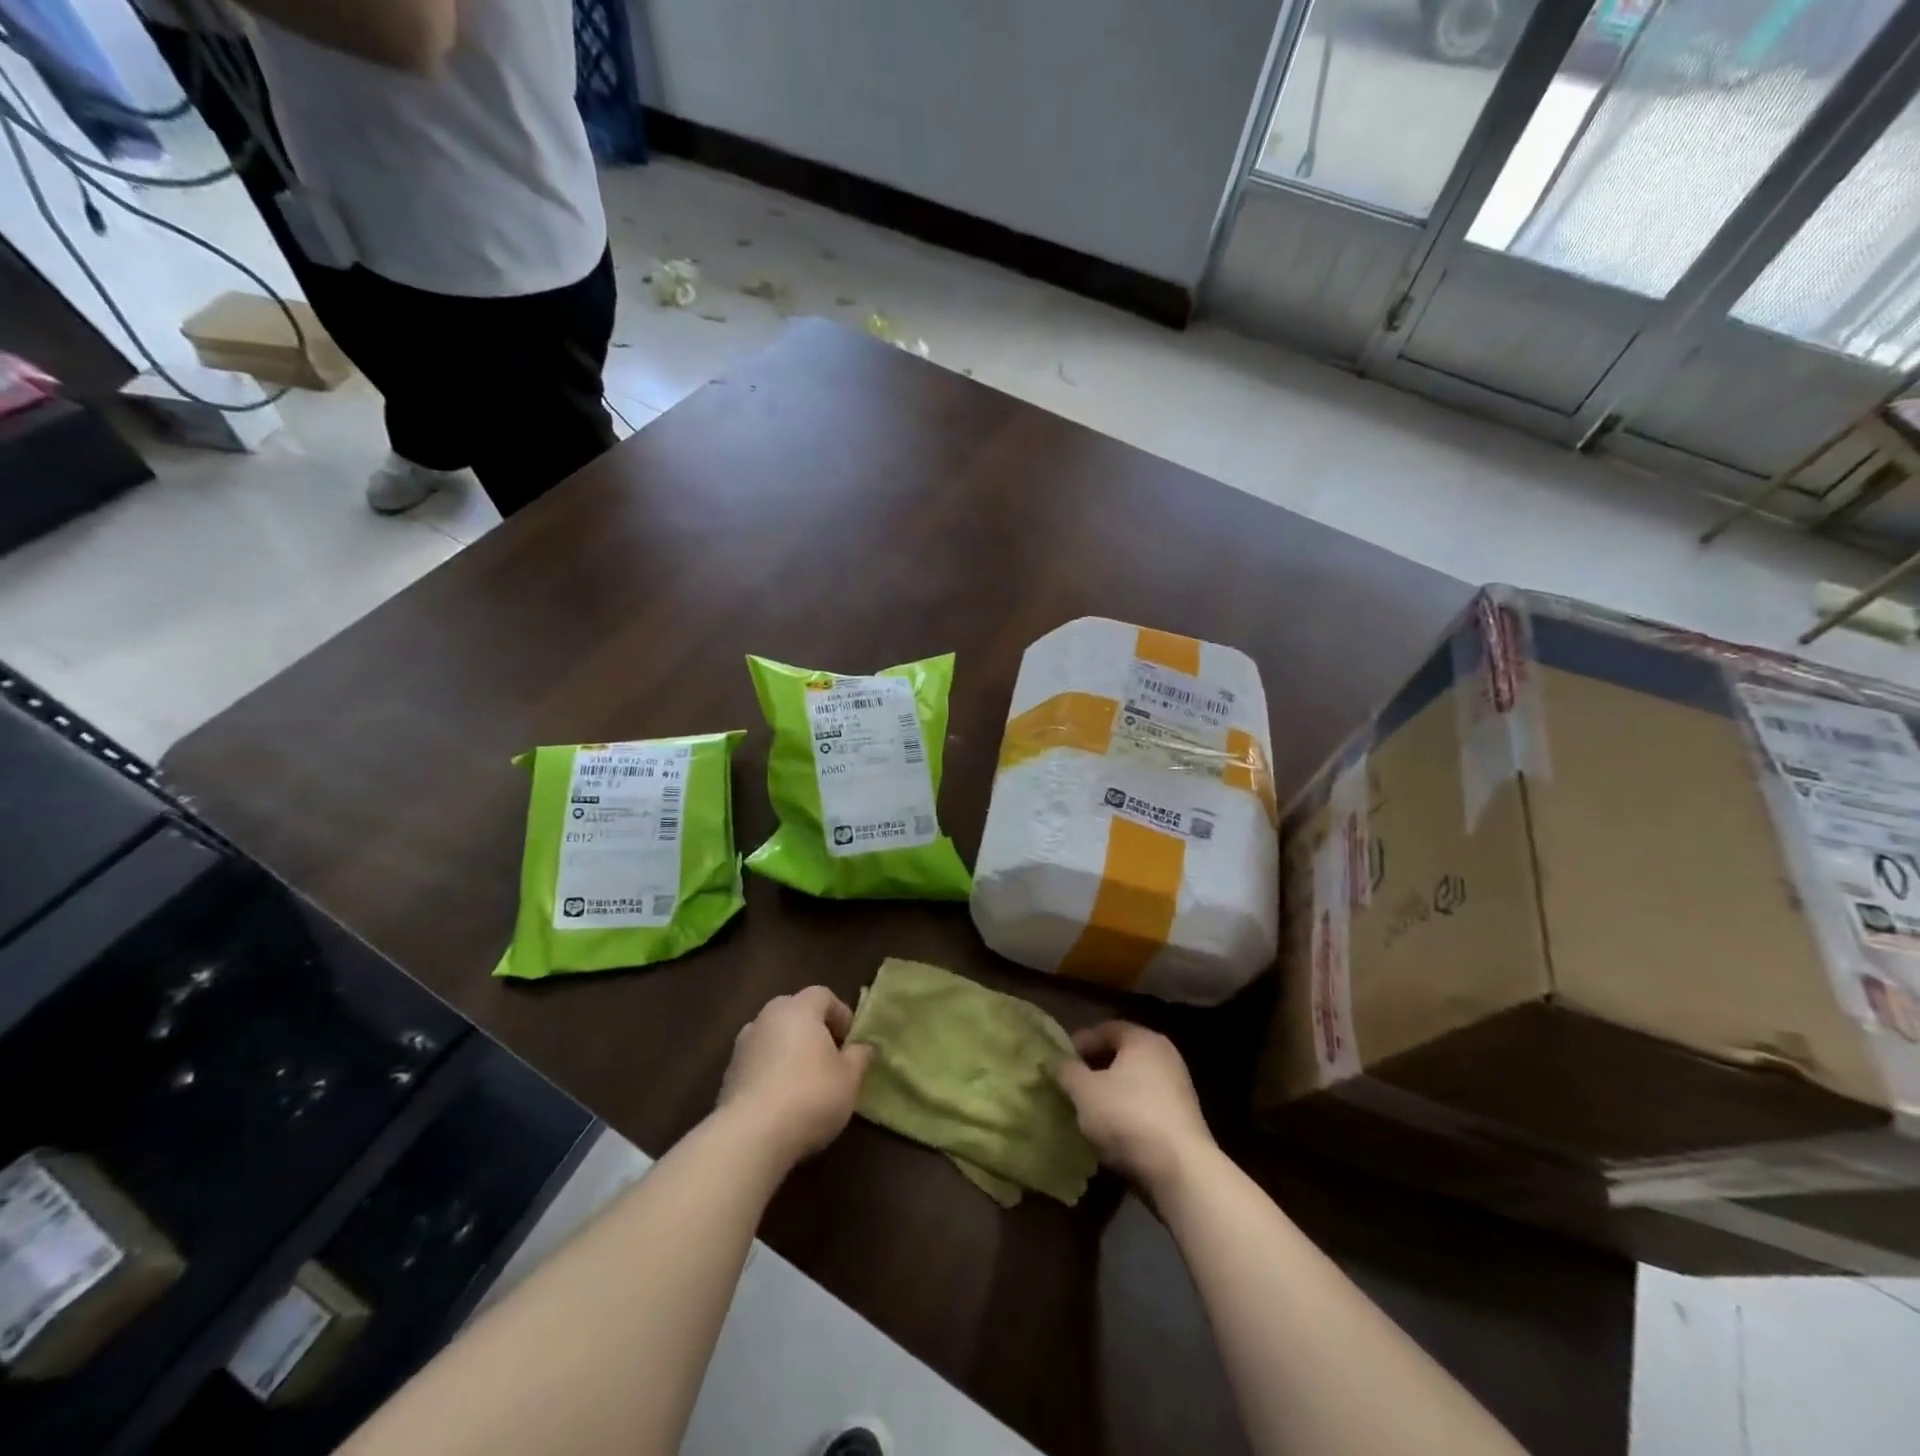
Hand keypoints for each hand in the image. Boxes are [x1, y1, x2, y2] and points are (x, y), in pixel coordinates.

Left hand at [718, 987, 872, 1165]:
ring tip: (803, 1080)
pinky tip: (780, 1101)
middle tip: (828, 1056)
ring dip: (788, 1050)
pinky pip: (756, 1062)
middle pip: (793, 1011)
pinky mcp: (728, 1075)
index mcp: (798, 1010)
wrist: (750, 1136)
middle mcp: (767, 1018)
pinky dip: (769, 1072)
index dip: (840, 1013)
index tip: (851, 1041)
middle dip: (812, 1029)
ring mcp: (742, 1046)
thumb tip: (863, 1046)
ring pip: (772, 1037)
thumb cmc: (810, 1096)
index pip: (822, 995)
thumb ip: (859, 1056)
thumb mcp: (849, 1078)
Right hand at [1055, 1022, 1215, 1194]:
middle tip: (1070, 1085)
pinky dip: (1126, 1113)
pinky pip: (1145, 1106)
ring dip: (1109, 1094)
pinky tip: (1110, 1132)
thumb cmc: (1128, 1117)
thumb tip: (1057, 1061)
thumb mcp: (1085, 1091)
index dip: (1080, 1042)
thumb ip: (1067, 1071)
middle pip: (1121, 1055)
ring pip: (1133, 1083)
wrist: (1180, 1171)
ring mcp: (1178, 1089)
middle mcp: (1165, 1056)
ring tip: (1086, 1111)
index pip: (1106, 1029)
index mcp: (1143, 1040)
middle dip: (1094, 1069)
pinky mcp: (1182, 1120)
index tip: (1060, 1062)